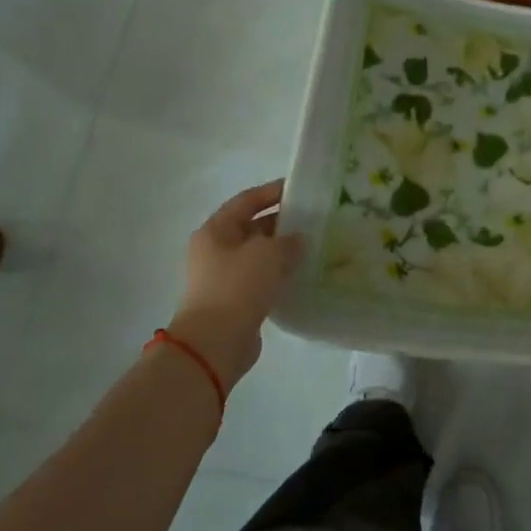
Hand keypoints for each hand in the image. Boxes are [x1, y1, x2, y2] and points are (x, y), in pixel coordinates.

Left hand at [165, 180, 304, 390]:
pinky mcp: (235, 300)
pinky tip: (302, 275)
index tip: (298, 188)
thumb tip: (298, 240)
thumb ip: (288, 241)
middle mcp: (216, 250)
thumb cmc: (237, 287)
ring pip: (259, 255)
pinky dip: (280, 274)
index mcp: (215, 230)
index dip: (271, 192)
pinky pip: (261, 279)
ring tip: (314, 247)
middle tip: (314, 220)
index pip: (246, 201)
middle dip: (281, 223)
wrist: (215, 342)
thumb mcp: (268, 254)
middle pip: (252, 227)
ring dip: (283, 250)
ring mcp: (224, 276)